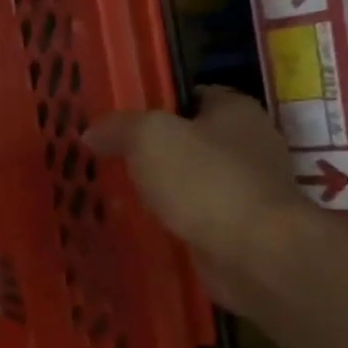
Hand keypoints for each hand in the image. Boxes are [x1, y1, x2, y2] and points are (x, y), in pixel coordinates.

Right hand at [85, 87, 315, 312]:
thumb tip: (92, 132)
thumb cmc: (205, 181)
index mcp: (236, 110)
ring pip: (194, 179)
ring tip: (121, 193)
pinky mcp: (243, 227)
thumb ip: (118, 128)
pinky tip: (145, 224)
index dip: (156, 103)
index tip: (121, 121)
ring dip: (164, 187)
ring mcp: (249, 189)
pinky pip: (198, 214)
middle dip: (155, 150)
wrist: (255, 252)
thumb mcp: (148, 137)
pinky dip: (175, 218)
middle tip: (112, 158)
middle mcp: (250, 144)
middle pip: (192, 139)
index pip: (192, 95)